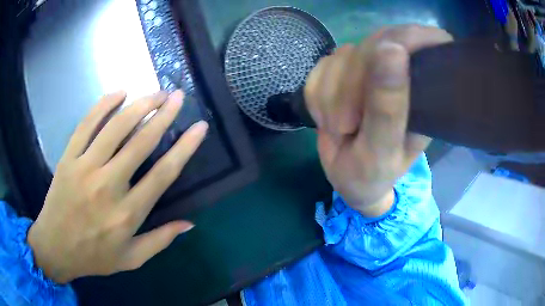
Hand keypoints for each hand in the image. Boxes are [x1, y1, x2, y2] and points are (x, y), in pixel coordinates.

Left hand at [27, 90, 207, 282]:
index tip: (200, 127)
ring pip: (115, 128)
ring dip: (139, 105)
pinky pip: (86, 125)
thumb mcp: (131, 259)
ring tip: (155, 92)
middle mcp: (108, 186)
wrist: (55, 248)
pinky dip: (103, 105)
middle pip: (140, 142)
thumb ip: (160, 241)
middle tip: (177, 96)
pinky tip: (119, 93)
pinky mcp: (68, 158)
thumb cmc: (94, 257)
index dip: (185, 147)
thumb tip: (190, 224)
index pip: (163, 174)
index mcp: (127, 214)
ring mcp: (85, 168)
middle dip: (163, 115)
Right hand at [305, 25, 452, 216]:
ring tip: (339, 129)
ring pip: (342, 56)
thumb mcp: (382, 148)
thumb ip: (388, 105)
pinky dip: (317, 96)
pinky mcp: (344, 71)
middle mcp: (402, 71)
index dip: (400, 44)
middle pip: (372, 45)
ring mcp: (371, 68)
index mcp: (425, 89)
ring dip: (330, 97)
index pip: (419, 40)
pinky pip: (321, 66)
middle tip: (346, 126)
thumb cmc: (373, 173)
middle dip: (350, 87)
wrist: (348, 180)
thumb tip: (391, 48)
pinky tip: (327, 118)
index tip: (375, 85)